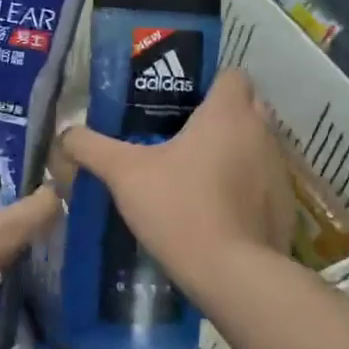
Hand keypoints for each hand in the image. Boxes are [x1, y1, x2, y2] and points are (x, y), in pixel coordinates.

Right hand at [61, 70, 293, 291]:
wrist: (233, 275)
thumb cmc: (180, 208)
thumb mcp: (123, 174)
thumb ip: (90, 147)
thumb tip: (64, 135)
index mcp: (228, 113)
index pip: (232, 74)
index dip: (208, 82)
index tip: (179, 101)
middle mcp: (262, 132)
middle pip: (246, 106)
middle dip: (219, 114)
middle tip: (181, 133)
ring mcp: (278, 170)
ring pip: (256, 143)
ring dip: (233, 150)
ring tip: (195, 171)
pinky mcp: (284, 205)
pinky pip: (262, 180)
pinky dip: (244, 185)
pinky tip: (215, 207)